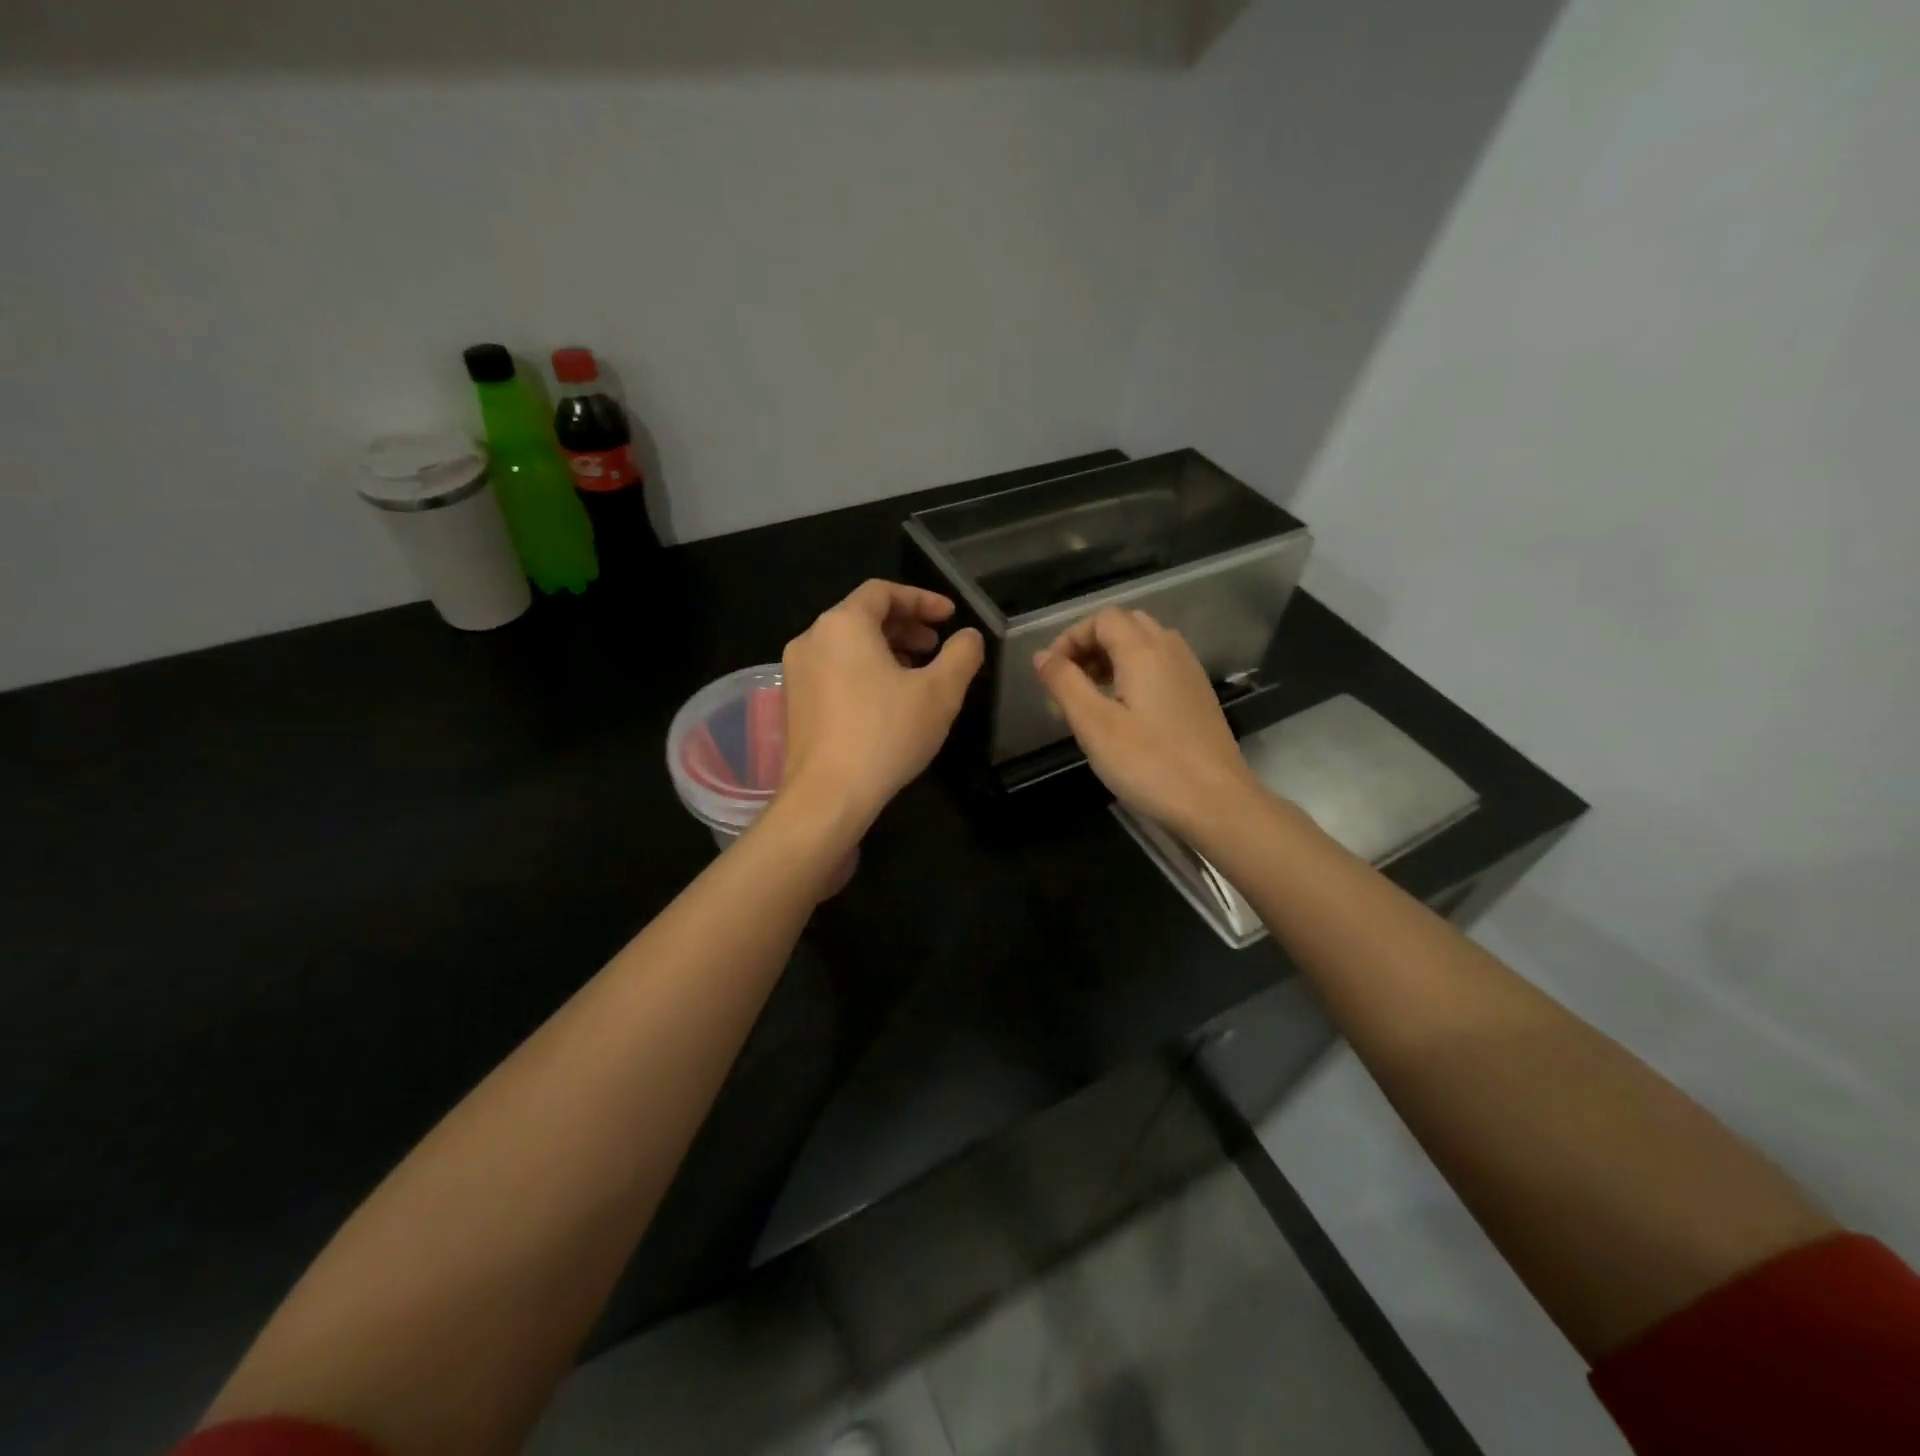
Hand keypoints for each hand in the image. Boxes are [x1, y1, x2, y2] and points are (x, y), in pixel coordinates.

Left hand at [779, 580, 983, 827]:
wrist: (828, 795)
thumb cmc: (886, 734)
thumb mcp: (940, 693)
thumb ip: (961, 655)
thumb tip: (969, 636)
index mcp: (843, 624)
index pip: (883, 591)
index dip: (922, 599)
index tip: (949, 616)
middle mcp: (812, 638)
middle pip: (862, 616)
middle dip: (904, 626)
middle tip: (936, 646)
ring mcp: (797, 672)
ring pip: (847, 645)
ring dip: (885, 650)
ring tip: (917, 674)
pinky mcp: (794, 703)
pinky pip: (834, 670)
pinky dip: (863, 671)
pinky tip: (887, 701)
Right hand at [1033, 607, 1256, 837]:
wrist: (1216, 803)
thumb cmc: (1149, 764)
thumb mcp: (1094, 725)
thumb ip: (1065, 684)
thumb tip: (1042, 656)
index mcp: (1144, 651)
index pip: (1102, 619)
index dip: (1071, 637)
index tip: (1051, 672)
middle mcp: (1170, 651)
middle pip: (1126, 625)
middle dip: (1091, 645)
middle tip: (1070, 681)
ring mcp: (1189, 673)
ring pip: (1146, 645)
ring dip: (1113, 659)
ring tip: (1092, 697)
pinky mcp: (1198, 696)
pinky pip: (1161, 666)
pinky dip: (1135, 674)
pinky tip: (1125, 712)